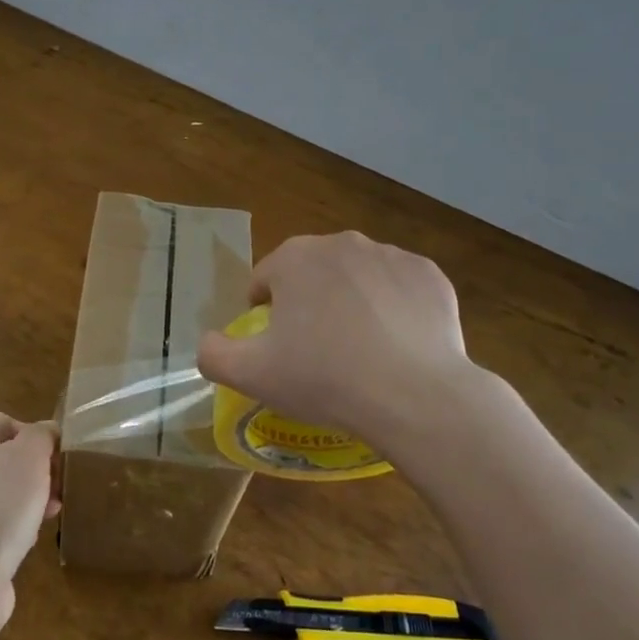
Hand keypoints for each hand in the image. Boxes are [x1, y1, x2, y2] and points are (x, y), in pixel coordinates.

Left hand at [0, 414, 58, 633]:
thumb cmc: (0, 508)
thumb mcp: (30, 456)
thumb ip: (41, 435)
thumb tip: (46, 433)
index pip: (1, 422)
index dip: (31, 430)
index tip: (54, 451)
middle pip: (5, 458)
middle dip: (37, 467)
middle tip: (59, 482)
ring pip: (5, 492)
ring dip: (32, 497)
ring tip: (54, 510)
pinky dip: (19, 525)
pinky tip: (33, 538)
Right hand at [197, 231, 480, 446]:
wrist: (413, 396)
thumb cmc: (323, 379)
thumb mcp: (250, 375)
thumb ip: (214, 353)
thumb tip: (208, 342)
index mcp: (295, 258)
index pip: (265, 278)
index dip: (264, 313)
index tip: (277, 346)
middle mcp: (342, 243)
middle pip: (312, 273)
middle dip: (309, 303)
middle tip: (317, 351)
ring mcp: (391, 256)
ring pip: (357, 277)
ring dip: (351, 302)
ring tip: (360, 351)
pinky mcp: (430, 275)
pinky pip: (400, 288)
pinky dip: (394, 308)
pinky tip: (396, 345)